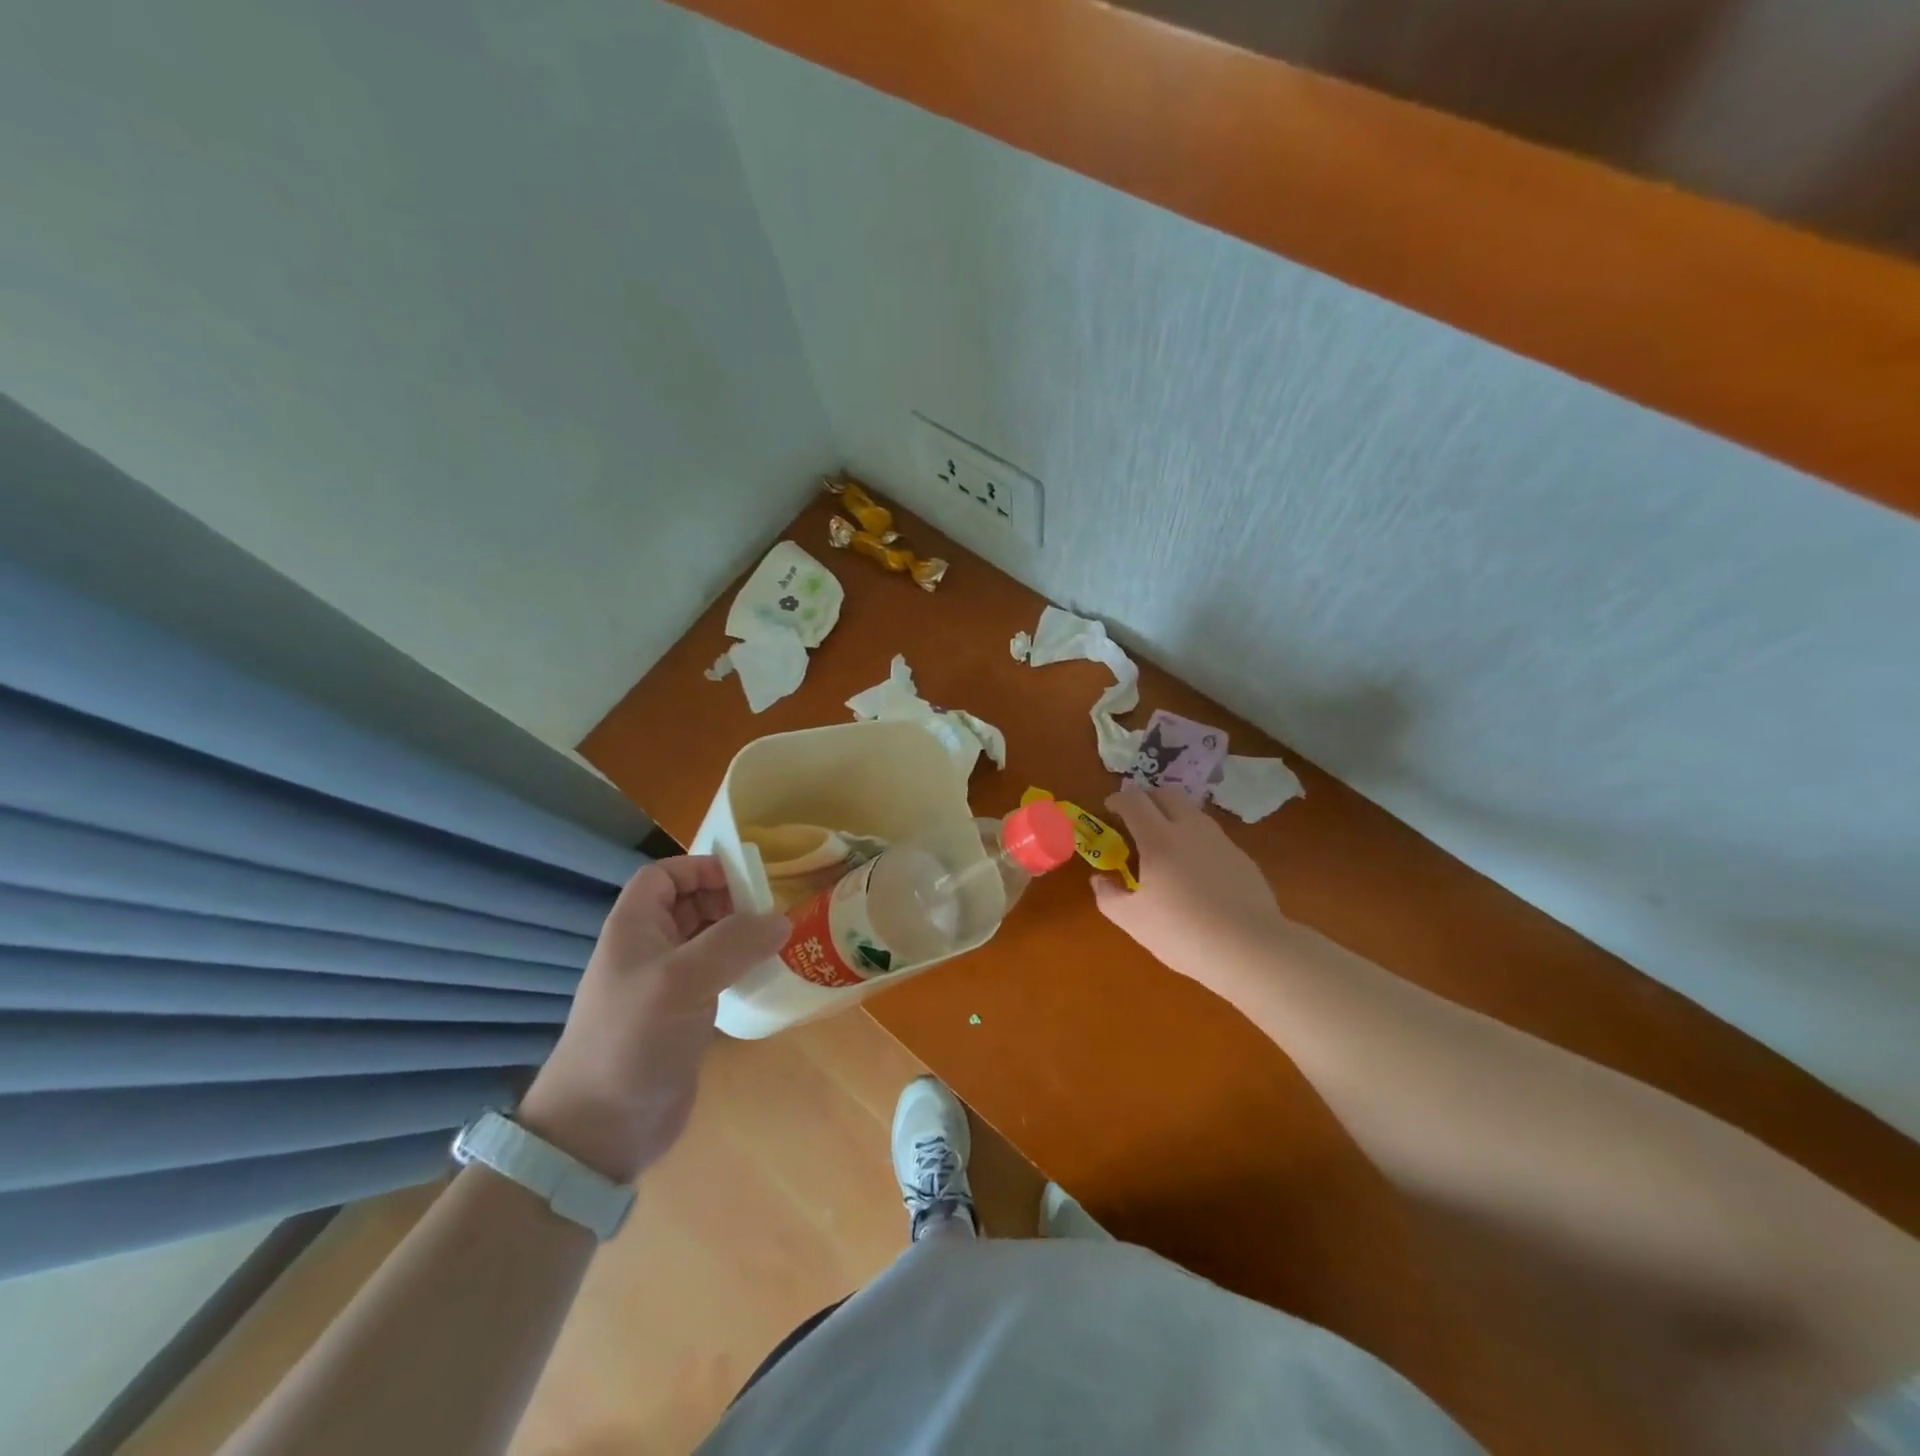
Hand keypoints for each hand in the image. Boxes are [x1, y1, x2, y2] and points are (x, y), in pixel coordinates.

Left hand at [517, 857, 788, 1182]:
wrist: (601, 1129)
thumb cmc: (633, 1039)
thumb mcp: (683, 980)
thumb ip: (734, 942)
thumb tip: (781, 919)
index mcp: (634, 928)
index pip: (664, 875)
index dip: (701, 868)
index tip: (745, 879)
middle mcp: (648, 949)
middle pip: (690, 903)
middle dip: (729, 900)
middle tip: (770, 911)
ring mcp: (665, 985)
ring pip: (707, 940)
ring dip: (740, 934)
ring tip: (778, 939)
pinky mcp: (683, 1016)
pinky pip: (716, 975)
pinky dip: (741, 967)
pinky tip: (766, 975)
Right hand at [1093, 784, 1290, 994]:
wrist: (1250, 949)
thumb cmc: (1183, 933)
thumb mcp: (1133, 921)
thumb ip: (1108, 895)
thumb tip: (1099, 879)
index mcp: (1159, 839)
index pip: (1134, 800)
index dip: (1117, 800)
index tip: (1109, 811)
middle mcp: (1190, 829)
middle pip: (1166, 793)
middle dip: (1146, 799)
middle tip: (1135, 820)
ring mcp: (1220, 841)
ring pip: (1192, 811)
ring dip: (1172, 816)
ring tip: (1164, 845)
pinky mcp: (1241, 857)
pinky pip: (1211, 835)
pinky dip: (1195, 839)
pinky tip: (1195, 871)